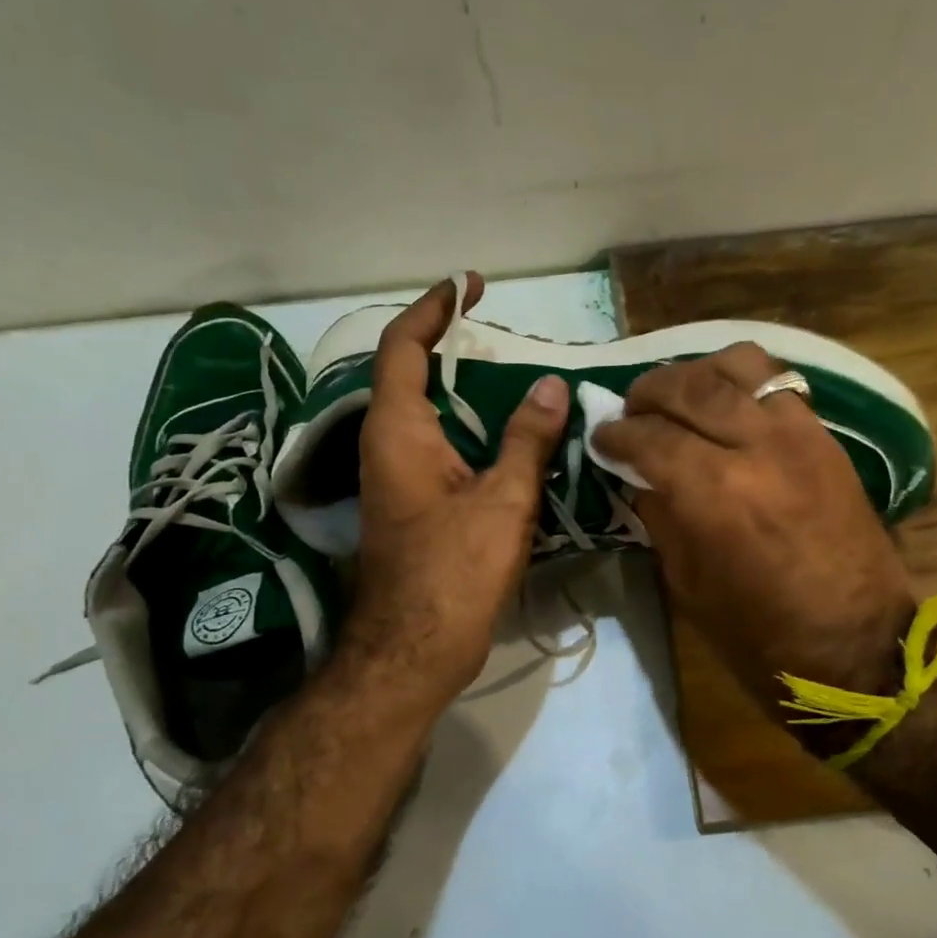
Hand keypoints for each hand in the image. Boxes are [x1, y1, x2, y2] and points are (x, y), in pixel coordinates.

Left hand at [341, 275, 568, 712]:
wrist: (413, 651)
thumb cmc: (454, 572)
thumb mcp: (503, 502)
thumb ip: (527, 440)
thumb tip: (550, 387)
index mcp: (398, 432)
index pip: (403, 347)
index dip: (433, 310)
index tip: (468, 286)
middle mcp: (387, 447)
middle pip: (411, 378)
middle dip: (451, 348)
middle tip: (501, 337)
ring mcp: (395, 480)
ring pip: (428, 417)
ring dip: (464, 394)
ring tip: (516, 382)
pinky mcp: (411, 507)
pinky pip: (439, 450)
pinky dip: (469, 433)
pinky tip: (509, 443)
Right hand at [594, 343, 917, 711]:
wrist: (857, 646)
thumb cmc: (761, 635)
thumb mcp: (689, 585)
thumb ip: (661, 517)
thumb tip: (639, 475)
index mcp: (714, 493)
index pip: (650, 436)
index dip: (616, 433)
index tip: (601, 436)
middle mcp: (757, 447)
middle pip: (690, 387)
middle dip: (649, 392)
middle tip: (630, 410)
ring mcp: (800, 434)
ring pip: (739, 366)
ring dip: (697, 373)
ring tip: (680, 396)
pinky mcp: (827, 438)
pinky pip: (778, 383)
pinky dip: (742, 381)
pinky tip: (725, 403)